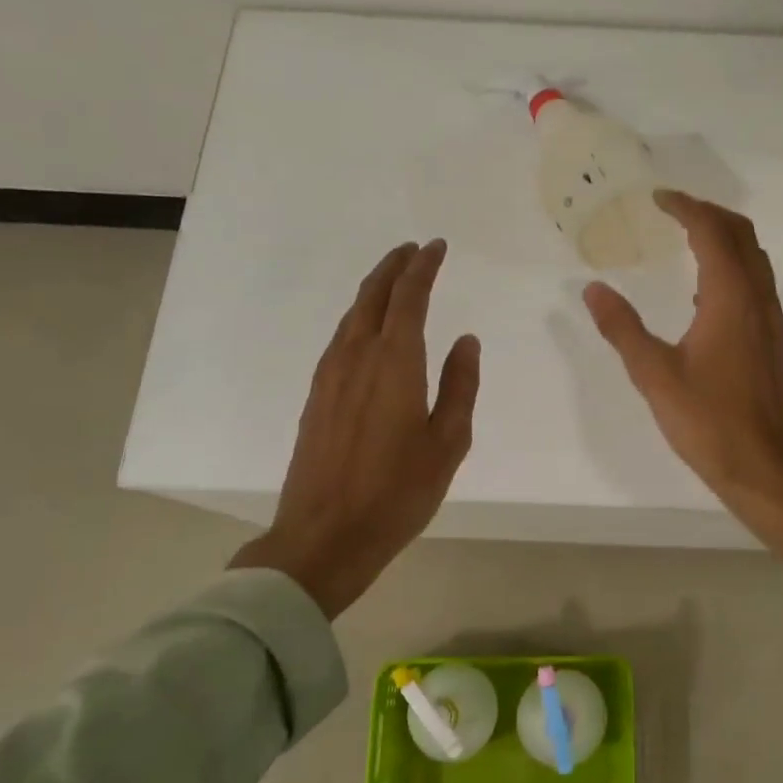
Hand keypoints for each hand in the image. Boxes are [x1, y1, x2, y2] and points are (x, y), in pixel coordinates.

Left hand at [231, 239, 479, 619]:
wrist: (324, 536)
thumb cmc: (397, 492)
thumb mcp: (448, 442)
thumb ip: (459, 385)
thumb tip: (466, 340)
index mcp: (394, 363)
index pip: (409, 298)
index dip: (423, 267)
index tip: (436, 246)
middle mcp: (357, 357)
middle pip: (373, 296)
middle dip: (394, 267)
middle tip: (413, 250)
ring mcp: (330, 376)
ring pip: (352, 315)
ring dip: (374, 290)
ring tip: (393, 279)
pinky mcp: (316, 396)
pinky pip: (340, 338)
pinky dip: (359, 317)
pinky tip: (367, 328)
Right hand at [584, 191, 782, 569]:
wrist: (763, 466)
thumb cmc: (707, 421)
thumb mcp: (654, 375)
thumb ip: (622, 328)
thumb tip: (594, 289)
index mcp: (730, 299)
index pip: (712, 232)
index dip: (685, 208)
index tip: (657, 198)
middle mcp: (757, 300)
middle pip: (742, 235)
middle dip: (709, 214)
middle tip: (673, 210)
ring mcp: (770, 321)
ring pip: (754, 259)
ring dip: (725, 238)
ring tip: (688, 239)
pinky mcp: (773, 341)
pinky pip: (756, 284)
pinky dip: (733, 267)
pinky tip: (705, 293)